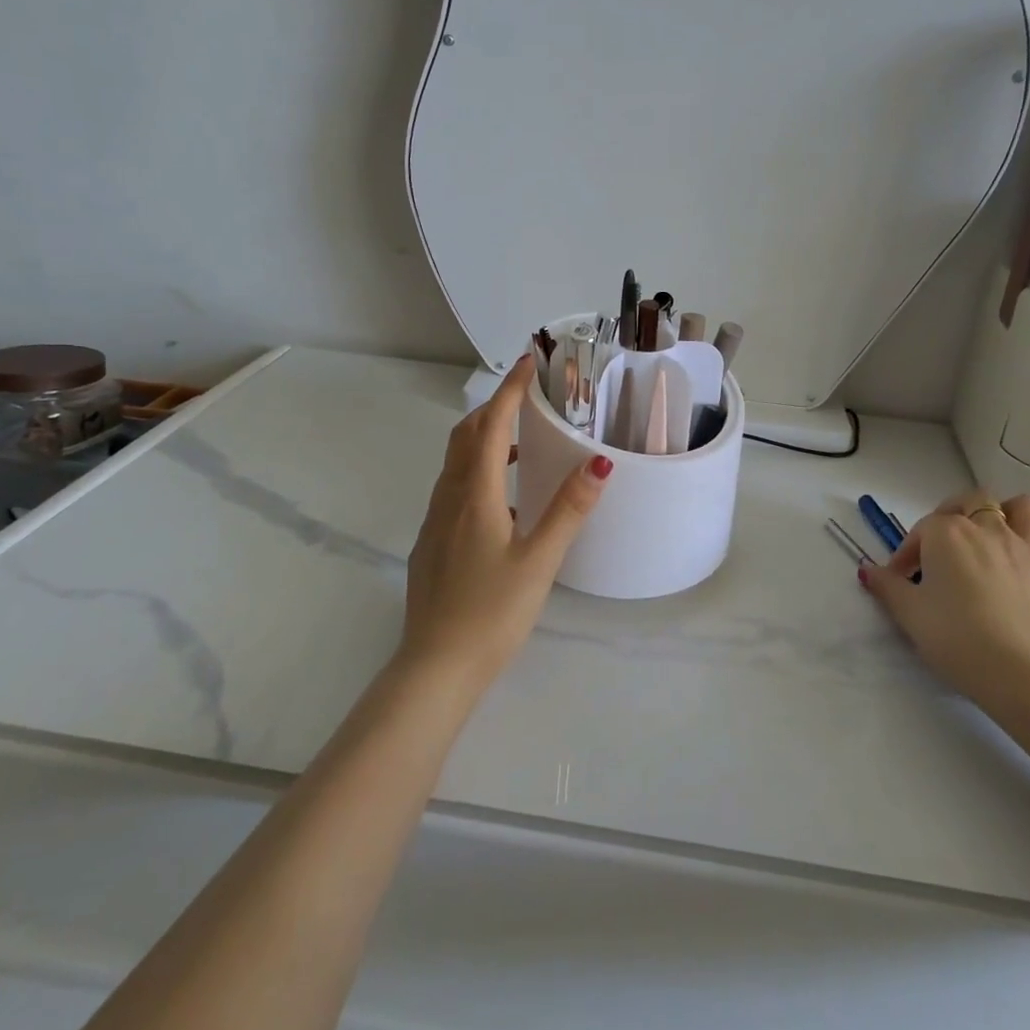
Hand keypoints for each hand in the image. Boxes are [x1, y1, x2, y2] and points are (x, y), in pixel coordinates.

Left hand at [400, 355, 612, 687]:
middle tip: (527, 398)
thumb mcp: (539, 560)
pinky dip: (475, 471)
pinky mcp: (431, 543)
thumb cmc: (492, 612)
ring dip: (483, 439)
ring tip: (519, 442)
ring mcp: (434, 522)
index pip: (491, 425)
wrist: (435, 667)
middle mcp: (449, 499)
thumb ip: (569, 509)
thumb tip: (599, 461)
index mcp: (475, 495)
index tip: (529, 362)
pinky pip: (452, 488)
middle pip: (465, 436)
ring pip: (455, 462)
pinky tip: (501, 500)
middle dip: (494, 408)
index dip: (510, 390)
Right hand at [859, 490, 1029, 714]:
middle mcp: (986, 528)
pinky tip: (1019, 567)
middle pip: (969, 503)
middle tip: (941, 549)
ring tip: (990, 538)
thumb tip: (868, 570)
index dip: (906, 555)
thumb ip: (887, 586)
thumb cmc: (956, 638)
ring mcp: (1025, 546)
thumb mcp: (909, 614)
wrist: (1022, 674)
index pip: (919, 531)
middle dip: (951, 517)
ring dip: (1004, 514)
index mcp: (946, 533)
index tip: (900, 580)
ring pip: (1019, 507)